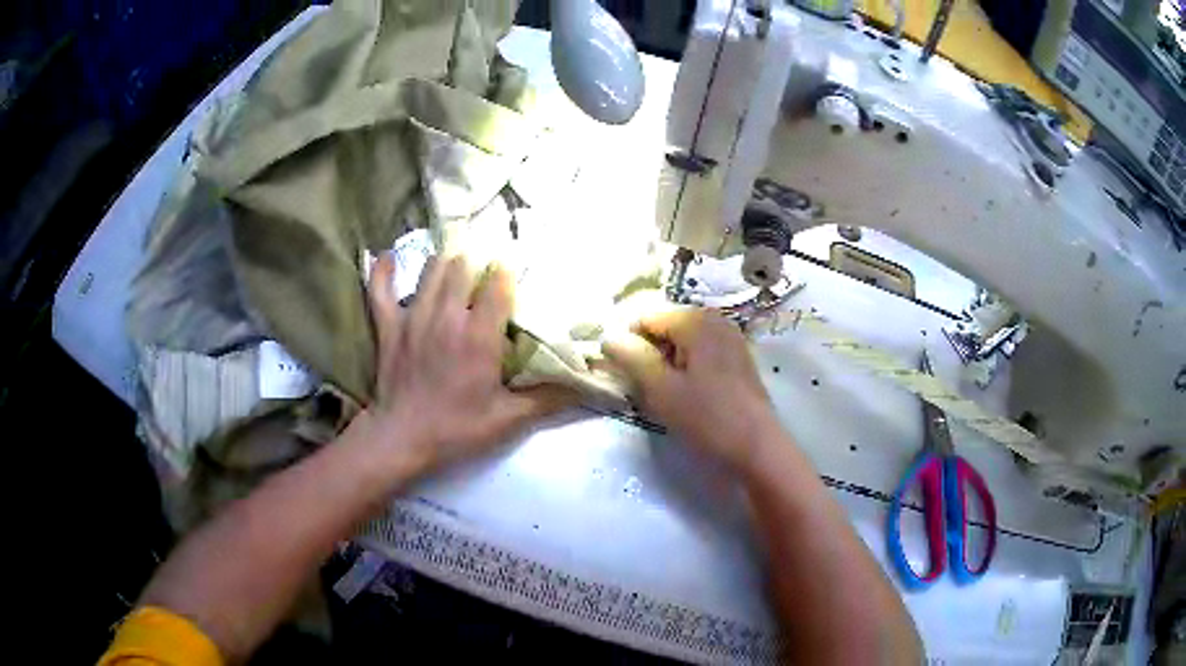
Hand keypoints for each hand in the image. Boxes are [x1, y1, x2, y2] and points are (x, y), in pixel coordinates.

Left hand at [360, 254, 570, 476]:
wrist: (402, 438)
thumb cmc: (457, 429)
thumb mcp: (508, 419)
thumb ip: (548, 399)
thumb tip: (587, 388)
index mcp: (478, 335)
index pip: (497, 283)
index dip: (508, 270)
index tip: (515, 268)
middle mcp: (447, 315)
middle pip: (463, 266)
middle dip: (478, 260)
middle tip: (487, 264)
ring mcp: (413, 316)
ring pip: (431, 269)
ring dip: (446, 261)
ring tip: (456, 262)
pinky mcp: (388, 325)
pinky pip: (381, 288)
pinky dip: (384, 271)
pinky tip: (389, 257)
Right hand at [602, 309, 777, 470]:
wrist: (757, 447)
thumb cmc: (707, 417)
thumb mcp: (661, 389)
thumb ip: (632, 357)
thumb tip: (608, 336)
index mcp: (695, 319)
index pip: (645, 316)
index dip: (629, 343)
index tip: (626, 375)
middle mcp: (715, 319)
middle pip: (665, 326)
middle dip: (649, 352)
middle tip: (646, 388)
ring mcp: (730, 337)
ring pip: (683, 341)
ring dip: (667, 363)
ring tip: (667, 395)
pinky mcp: (738, 358)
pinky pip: (701, 352)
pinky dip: (687, 367)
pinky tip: (689, 396)